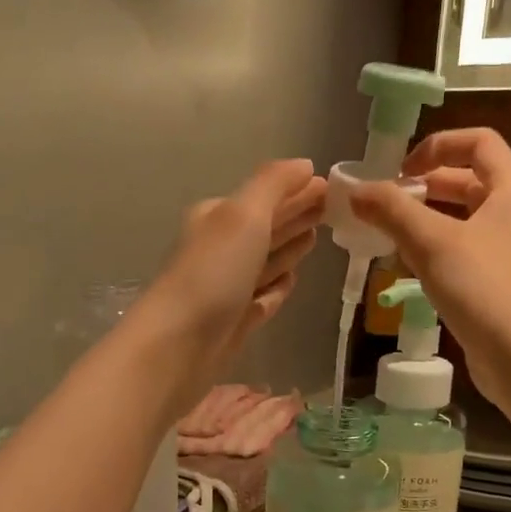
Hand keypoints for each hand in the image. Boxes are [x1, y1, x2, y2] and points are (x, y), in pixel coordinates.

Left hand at [134, 157, 325, 402]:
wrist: (178, 345)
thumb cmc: (212, 273)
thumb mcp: (243, 216)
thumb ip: (273, 185)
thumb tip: (305, 165)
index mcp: (219, 218)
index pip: (266, 197)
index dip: (297, 189)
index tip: (331, 186)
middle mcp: (221, 250)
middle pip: (266, 227)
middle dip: (295, 215)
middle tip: (332, 209)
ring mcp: (228, 288)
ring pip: (265, 262)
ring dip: (288, 248)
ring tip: (316, 237)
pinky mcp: (235, 322)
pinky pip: (262, 298)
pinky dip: (277, 287)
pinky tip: (291, 280)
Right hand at [352, 128, 510, 409]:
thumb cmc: (483, 289)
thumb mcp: (431, 243)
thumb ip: (391, 211)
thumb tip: (355, 190)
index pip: (478, 142)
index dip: (437, 145)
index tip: (400, 169)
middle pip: (467, 180)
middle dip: (425, 184)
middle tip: (386, 201)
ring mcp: (508, 249)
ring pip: (461, 218)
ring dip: (425, 218)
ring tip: (388, 232)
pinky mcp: (498, 281)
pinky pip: (461, 250)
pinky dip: (433, 248)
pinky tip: (406, 266)